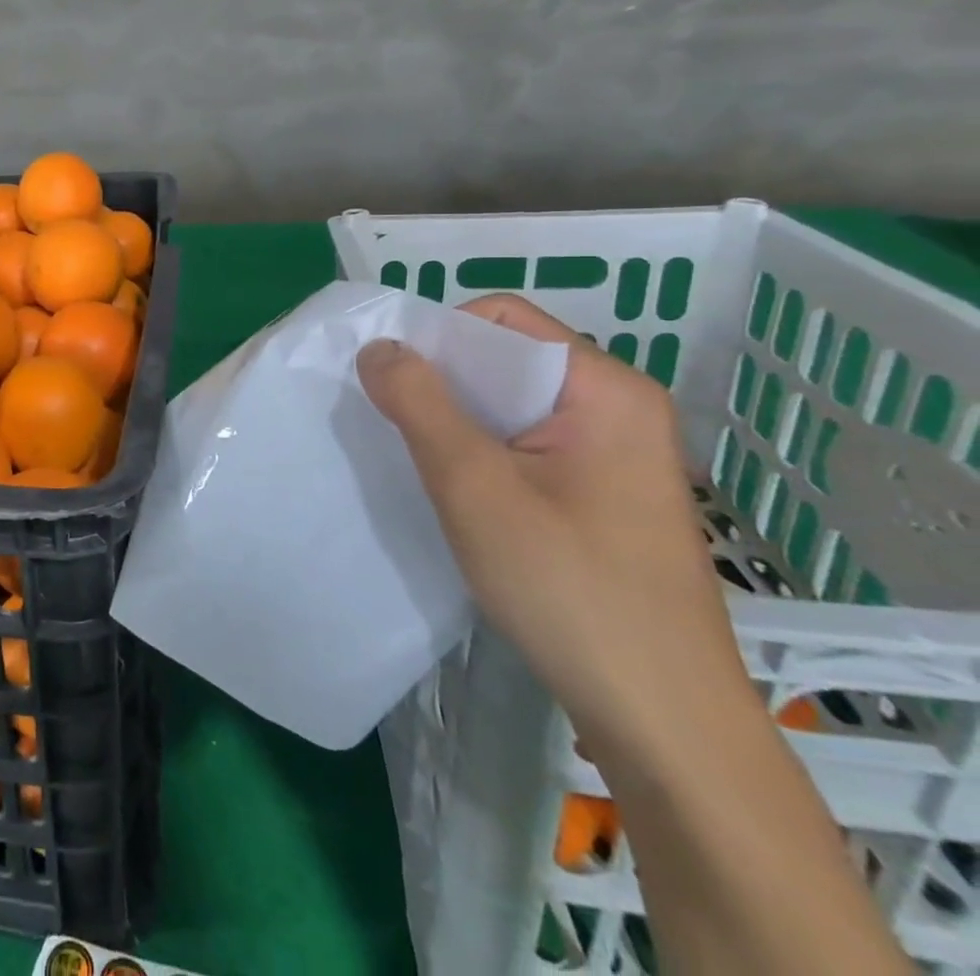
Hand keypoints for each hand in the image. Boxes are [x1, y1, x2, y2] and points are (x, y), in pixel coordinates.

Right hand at [356, 294, 751, 770]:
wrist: (663, 722)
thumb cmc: (569, 588)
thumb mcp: (474, 486)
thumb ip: (419, 403)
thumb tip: (377, 346)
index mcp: (606, 389)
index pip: (502, 319)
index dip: (438, 337)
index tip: (391, 384)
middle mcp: (619, 408)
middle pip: (507, 359)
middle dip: (444, 383)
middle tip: (397, 426)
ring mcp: (616, 454)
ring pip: (512, 406)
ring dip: (458, 423)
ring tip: (423, 463)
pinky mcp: (604, 494)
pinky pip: (528, 445)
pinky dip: (482, 453)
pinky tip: (460, 494)